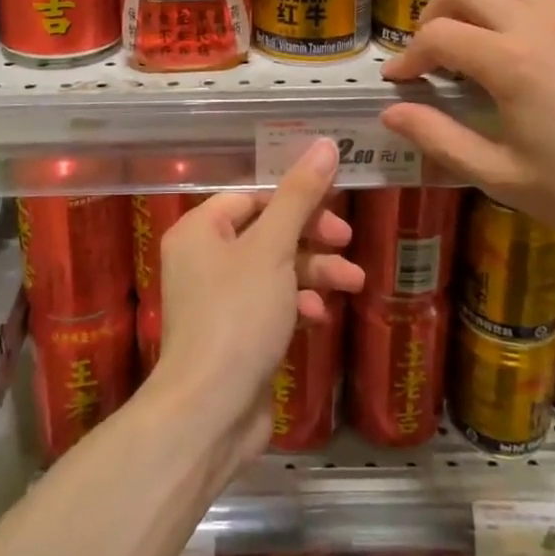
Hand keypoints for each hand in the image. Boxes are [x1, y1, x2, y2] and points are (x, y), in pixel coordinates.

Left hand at [152, 140, 365, 468]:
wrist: (210, 412)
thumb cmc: (238, 315)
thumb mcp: (274, 247)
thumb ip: (300, 195)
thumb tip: (326, 143)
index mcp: (200, 229)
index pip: (253, 196)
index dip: (295, 197)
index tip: (335, 204)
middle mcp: (203, 258)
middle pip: (267, 230)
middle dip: (312, 237)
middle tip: (346, 242)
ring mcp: (218, 299)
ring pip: (274, 268)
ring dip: (314, 271)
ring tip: (354, 282)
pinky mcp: (235, 333)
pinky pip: (271, 303)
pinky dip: (296, 302)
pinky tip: (319, 315)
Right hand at [378, 0, 554, 253]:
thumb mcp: (506, 178)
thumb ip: (441, 140)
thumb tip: (391, 113)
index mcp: (511, 63)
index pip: (438, 35)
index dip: (408, 56)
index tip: (397, 82)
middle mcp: (536, 25)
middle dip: (433, 14)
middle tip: (429, 57)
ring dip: (472, 4)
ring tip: (469, 47)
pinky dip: (508, 8)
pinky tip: (515, 53)